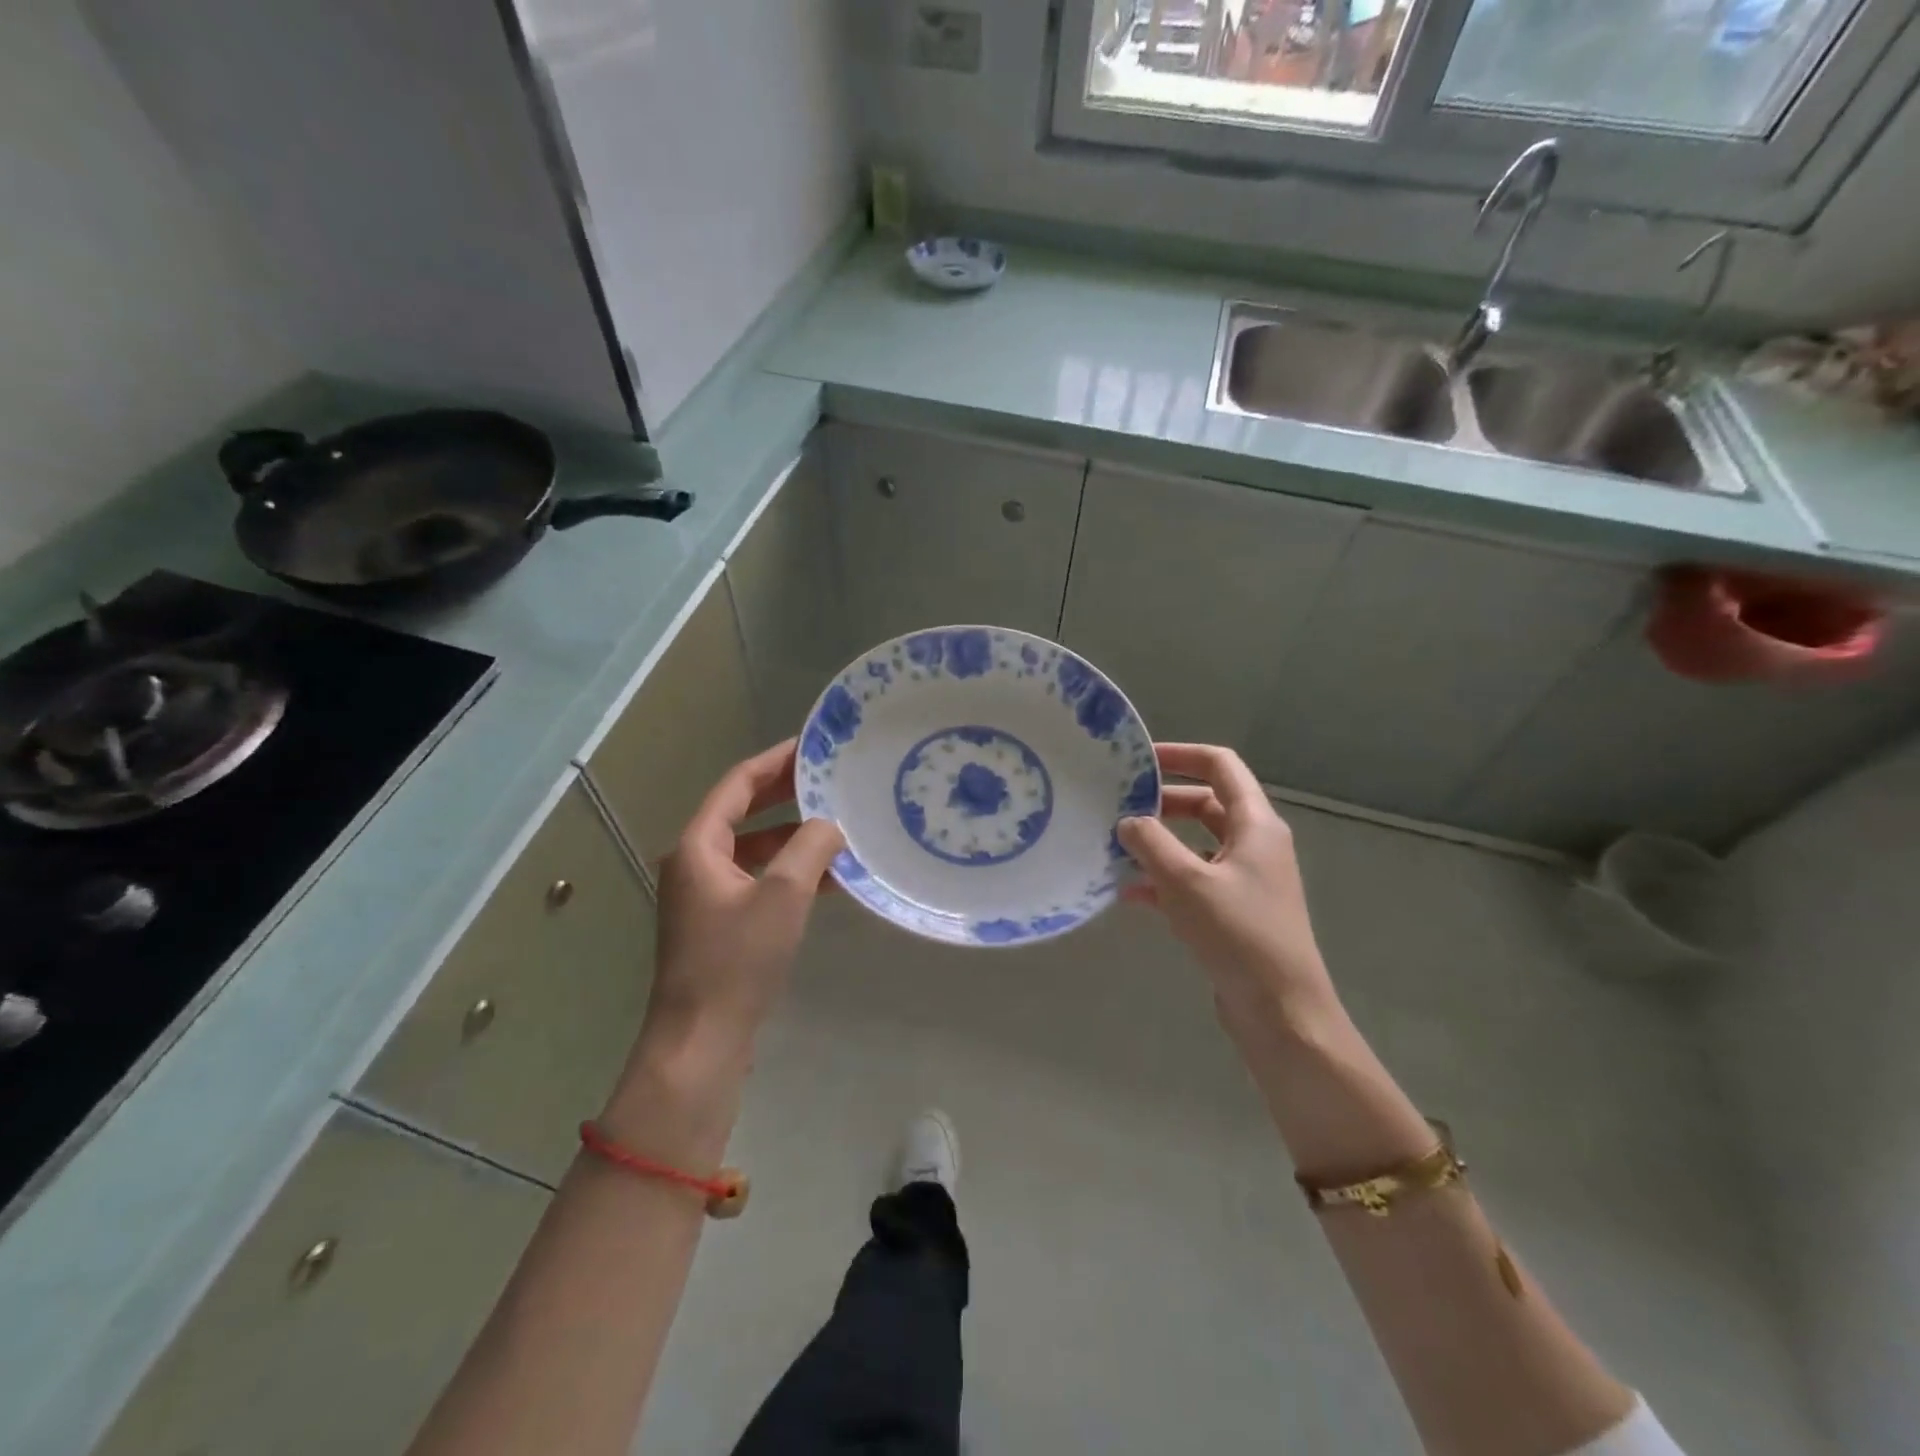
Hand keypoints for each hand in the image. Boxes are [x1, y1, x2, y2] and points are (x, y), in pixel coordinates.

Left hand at [641, 740, 843, 1064]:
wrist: (701, 1041)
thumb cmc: (737, 960)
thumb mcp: (783, 896)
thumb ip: (810, 848)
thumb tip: (831, 824)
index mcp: (698, 846)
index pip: (737, 785)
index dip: (774, 761)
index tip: (811, 746)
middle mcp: (695, 863)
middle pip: (743, 813)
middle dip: (786, 795)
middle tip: (830, 779)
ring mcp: (705, 896)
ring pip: (754, 850)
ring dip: (793, 838)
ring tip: (839, 827)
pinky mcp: (720, 924)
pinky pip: (758, 881)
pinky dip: (789, 874)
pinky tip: (830, 879)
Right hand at [1118, 744, 1338, 1038]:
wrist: (1281, 1010)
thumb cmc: (1238, 933)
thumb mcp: (1186, 881)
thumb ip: (1151, 843)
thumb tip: (1128, 821)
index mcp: (1256, 824)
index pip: (1220, 766)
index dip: (1181, 755)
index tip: (1139, 759)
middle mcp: (1255, 844)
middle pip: (1206, 804)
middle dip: (1161, 803)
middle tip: (1118, 806)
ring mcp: (1245, 880)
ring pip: (1195, 845)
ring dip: (1159, 844)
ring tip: (1115, 848)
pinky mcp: (1234, 911)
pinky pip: (1194, 881)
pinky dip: (1164, 880)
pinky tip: (1128, 893)